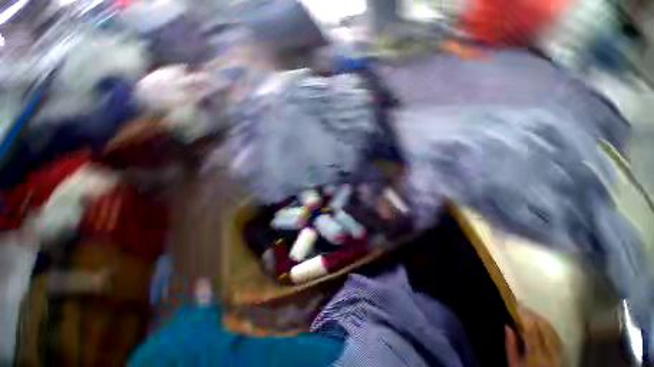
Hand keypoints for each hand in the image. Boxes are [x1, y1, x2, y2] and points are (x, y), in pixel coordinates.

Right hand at [506, 308, 562, 366]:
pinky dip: (546, 324)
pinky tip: (539, 321)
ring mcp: (559, 350)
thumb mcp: (514, 362)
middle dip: (531, 315)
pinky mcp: (562, 349)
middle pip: (543, 327)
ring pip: (550, 328)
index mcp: (537, 355)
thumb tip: (508, 326)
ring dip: (538, 317)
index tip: (515, 307)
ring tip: (528, 312)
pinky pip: (555, 332)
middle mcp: (550, 351)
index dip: (524, 316)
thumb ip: (511, 346)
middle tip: (520, 307)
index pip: (532, 330)